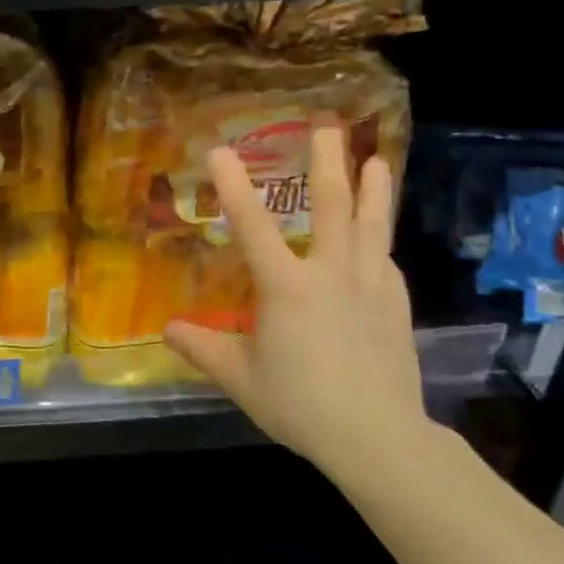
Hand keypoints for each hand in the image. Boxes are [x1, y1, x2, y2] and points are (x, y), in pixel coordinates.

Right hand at [164, 126, 426, 480]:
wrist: (378, 438)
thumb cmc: (301, 405)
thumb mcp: (241, 379)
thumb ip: (203, 349)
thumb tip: (168, 329)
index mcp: (287, 287)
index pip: (253, 227)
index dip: (234, 186)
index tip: (220, 150)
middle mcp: (330, 274)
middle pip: (331, 207)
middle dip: (327, 162)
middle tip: (327, 125)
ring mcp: (370, 287)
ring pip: (371, 226)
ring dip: (373, 189)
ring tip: (376, 158)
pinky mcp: (395, 306)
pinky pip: (384, 262)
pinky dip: (379, 242)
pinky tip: (379, 240)